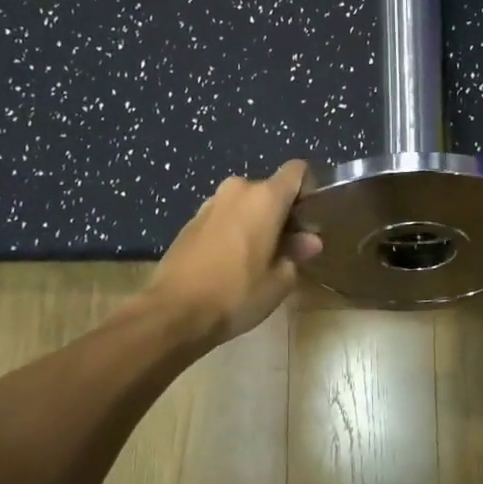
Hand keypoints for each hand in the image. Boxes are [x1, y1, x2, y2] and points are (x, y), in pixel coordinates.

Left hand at [148, 162, 321, 344]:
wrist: (173, 312)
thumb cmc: (236, 294)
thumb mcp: (279, 280)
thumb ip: (297, 253)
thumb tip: (309, 241)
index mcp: (265, 198)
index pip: (297, 171)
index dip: (308, 189)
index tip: (308, 219)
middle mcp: (237, 190)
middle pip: (270, 190)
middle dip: (282, 213)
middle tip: (287, 247)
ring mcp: (210, 204)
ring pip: (245, 204)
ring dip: (256, 222)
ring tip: (258, 258)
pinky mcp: (191, 221)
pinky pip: (224, 217)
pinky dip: (234, 231)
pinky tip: (231, 263)